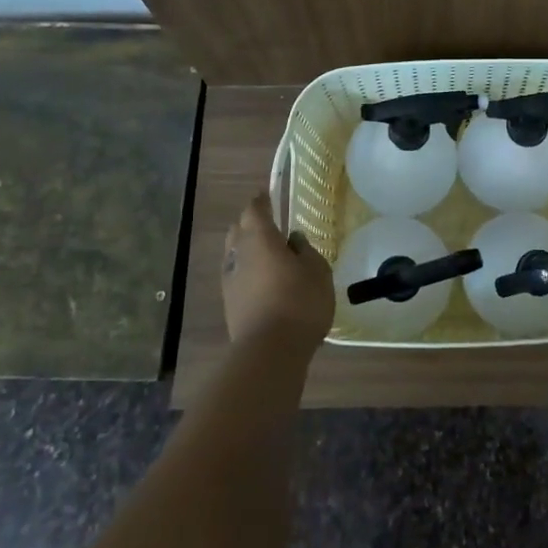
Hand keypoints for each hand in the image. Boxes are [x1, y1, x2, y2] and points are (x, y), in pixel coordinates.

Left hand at [222, 193, 333, 347]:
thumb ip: (306, 250)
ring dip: (247, 248)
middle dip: (251, 223)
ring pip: (234, 253)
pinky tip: (262, 280)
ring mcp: (230, 279)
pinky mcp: (229, 303)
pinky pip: (236, 275)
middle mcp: (238, 253)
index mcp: (259, 238)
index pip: (254, 209)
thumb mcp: (318, 271)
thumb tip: (293, 240)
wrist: (270, 351)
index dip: (261, 201)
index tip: (268, 196)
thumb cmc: (299, 302)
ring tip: (267, 254)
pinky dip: (247, 271)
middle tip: (270, 225)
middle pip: (238, 229)